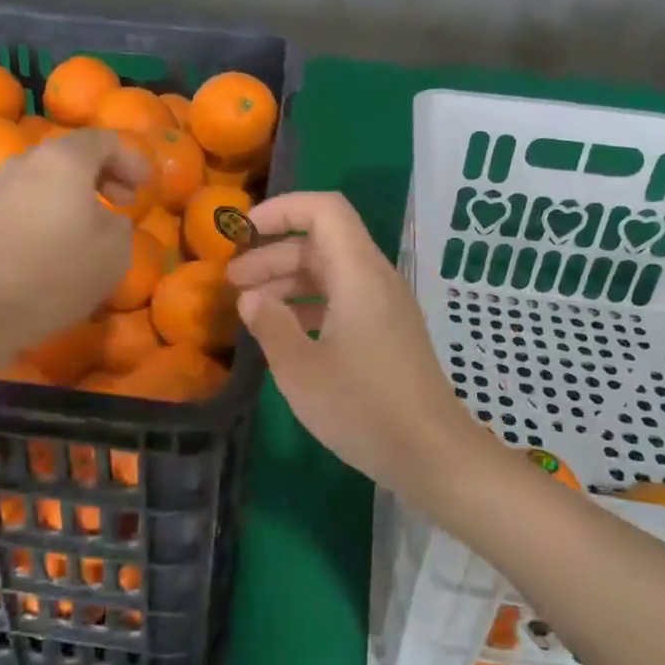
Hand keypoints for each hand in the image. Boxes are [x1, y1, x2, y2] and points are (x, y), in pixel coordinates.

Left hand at [0, 128, 149, 352]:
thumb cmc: (60, 272)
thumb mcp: (115, 250)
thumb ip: (120, 222)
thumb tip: (107, 217)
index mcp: (64, 160)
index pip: (103, 140)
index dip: (131, 159)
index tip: (147, 185)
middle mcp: (28, 162)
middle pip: (72, 153)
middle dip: (103, 172)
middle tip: (125, 199)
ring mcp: (1, 187)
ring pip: (46, 176)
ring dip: (74, 190)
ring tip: (93, 219)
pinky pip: (28, 199)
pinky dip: (50, 207)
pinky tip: (59, 238)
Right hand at [226, 192, 480, 499]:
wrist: (432, 454)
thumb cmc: (363, 408)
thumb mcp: (301, 370)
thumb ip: (270, 326)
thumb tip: (251, 299)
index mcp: (358, 274)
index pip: (324, 210)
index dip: (281, 210)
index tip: (243, 233)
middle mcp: (375, 279)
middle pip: (322, 242)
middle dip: (273, 253)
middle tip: (232, 281)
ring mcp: (385, 306)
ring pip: (330, 272)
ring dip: (288, 281)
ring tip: (249, 307)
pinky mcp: (387, 332)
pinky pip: (343, 299)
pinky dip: (309, 304)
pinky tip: (285, 332)